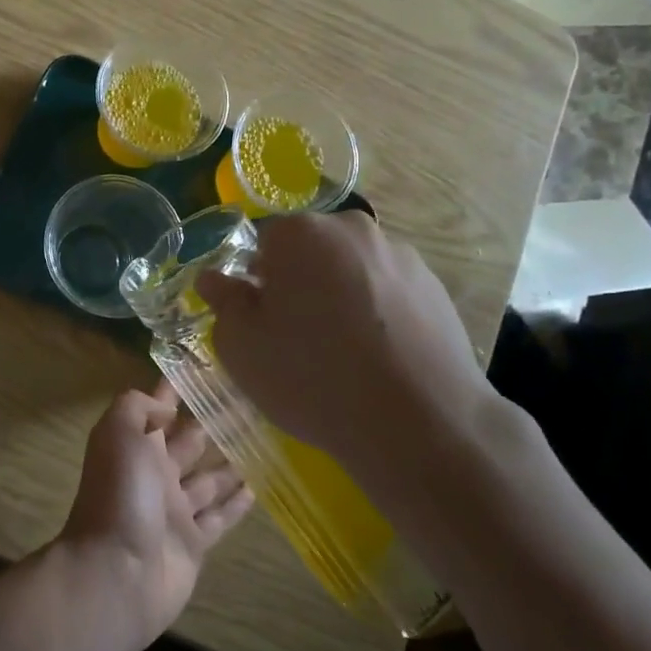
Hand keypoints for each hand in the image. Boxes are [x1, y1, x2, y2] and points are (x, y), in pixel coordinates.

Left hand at [56, 381, 252, 650]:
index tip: (206, 371)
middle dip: (211, 423)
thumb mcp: (120, 433)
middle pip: (188, 442)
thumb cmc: (121, 495)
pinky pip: (218, 517)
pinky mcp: (193, 542)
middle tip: (249, 405)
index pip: (157, 410)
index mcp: (134, 446)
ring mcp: (174, 510)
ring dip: (230, 462)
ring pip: (207, 479)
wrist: (117, 573)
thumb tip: (165, 406)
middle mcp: (154, 474)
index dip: (175, 391)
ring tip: (261, 442)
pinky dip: (235, 504)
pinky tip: (257, 488)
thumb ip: (138, 407)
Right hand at [194, 211, 502, 489]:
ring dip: (341, 295)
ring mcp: (401, 256)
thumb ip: (224, 302)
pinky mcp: (436, 287)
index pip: (264, 243)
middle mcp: (353, 229)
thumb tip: (214, 278)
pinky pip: (388, 292)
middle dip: (300, 282)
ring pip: (352, 270)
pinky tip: (379, 357)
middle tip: (298, 335)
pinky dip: (378, 313)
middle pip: (312, 250)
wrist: (418, 421)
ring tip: (344, 352)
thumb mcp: (242, 346)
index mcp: (301, 233)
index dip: (257, 281)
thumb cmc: (311, 376)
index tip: (262, 319)